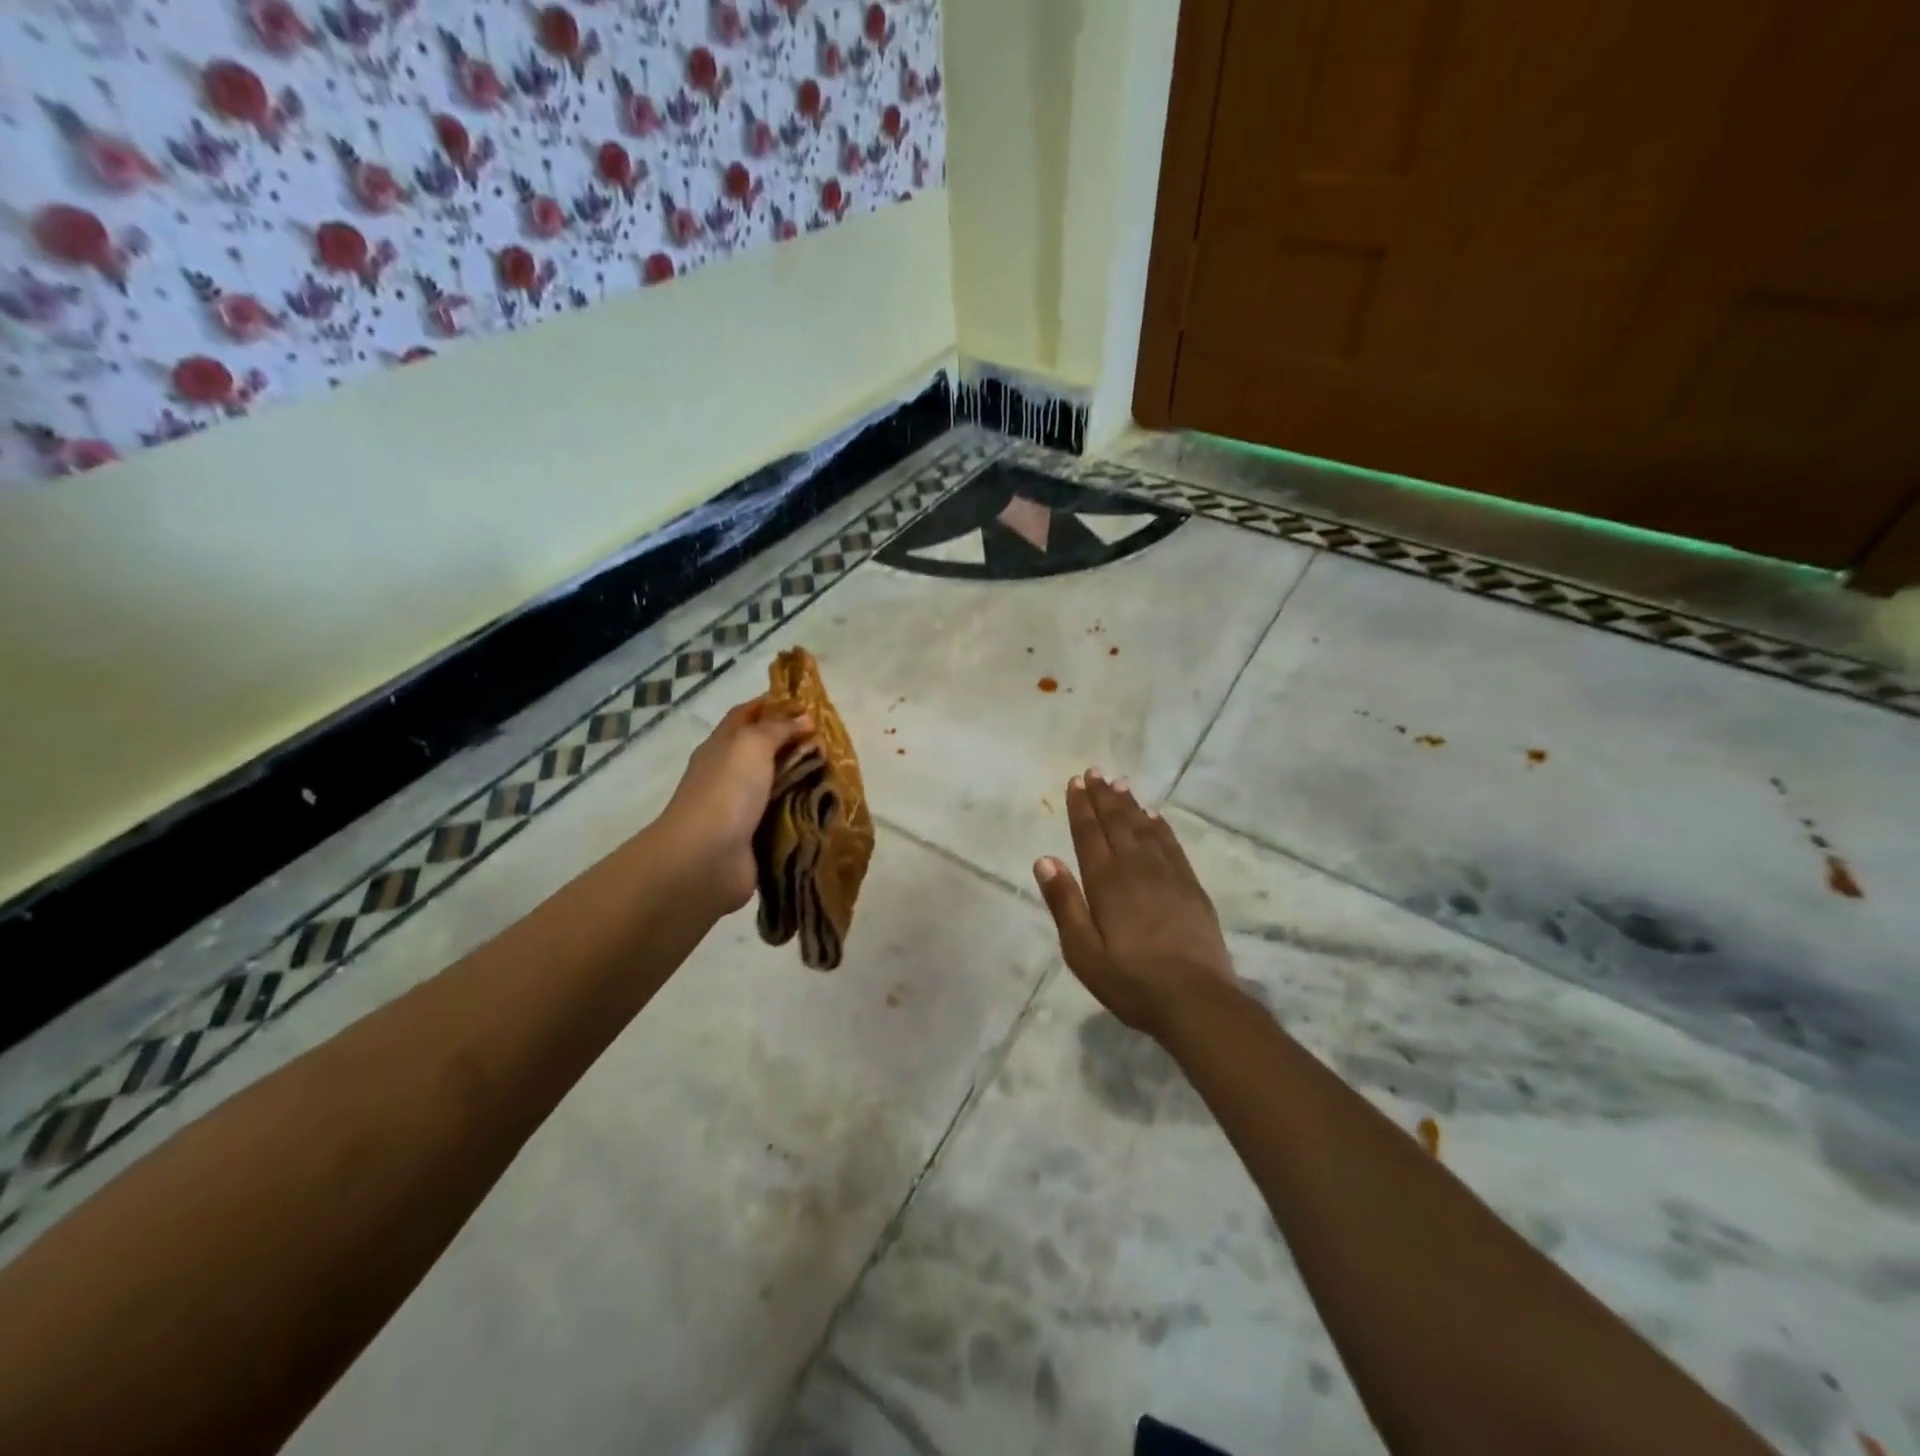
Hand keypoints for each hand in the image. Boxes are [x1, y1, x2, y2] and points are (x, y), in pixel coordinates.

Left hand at [660, 698, 812, 914]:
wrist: (706, 858)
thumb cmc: (727, 791)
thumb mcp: (752, 744)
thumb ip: (778, 729)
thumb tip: (804, 720)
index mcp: (720, 747)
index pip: (745, 715)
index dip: (772, 704)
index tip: (806, 703)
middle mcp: (727, 775)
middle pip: (763, 751)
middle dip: (794, 744)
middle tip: (832, 742)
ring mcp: (739, 809)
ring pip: (776, 786)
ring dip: (802, 781)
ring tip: (838, 776)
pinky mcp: (754, 839)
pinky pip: (783, 819)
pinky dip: (802, 814)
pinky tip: (827, 810)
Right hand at [1033, 771, 1236, 1036]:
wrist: (1197, 1000)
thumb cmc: (1131, 981)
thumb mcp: (1083, 952)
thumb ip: (1064, 903)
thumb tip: (1045, 859)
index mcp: (1107, 882)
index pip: (1090, 834)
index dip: (1081, 807)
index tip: (1075, 782)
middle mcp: (1136, 868)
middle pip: (1117, 823)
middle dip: (1103, 797)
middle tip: (1094, 773)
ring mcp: (1168, 874)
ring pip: (1144, 828)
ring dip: (1129, 805)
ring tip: (1119, 784)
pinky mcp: (1190, 886)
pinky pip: (1171, 844)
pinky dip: (1160, 826)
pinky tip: (1155, 817)